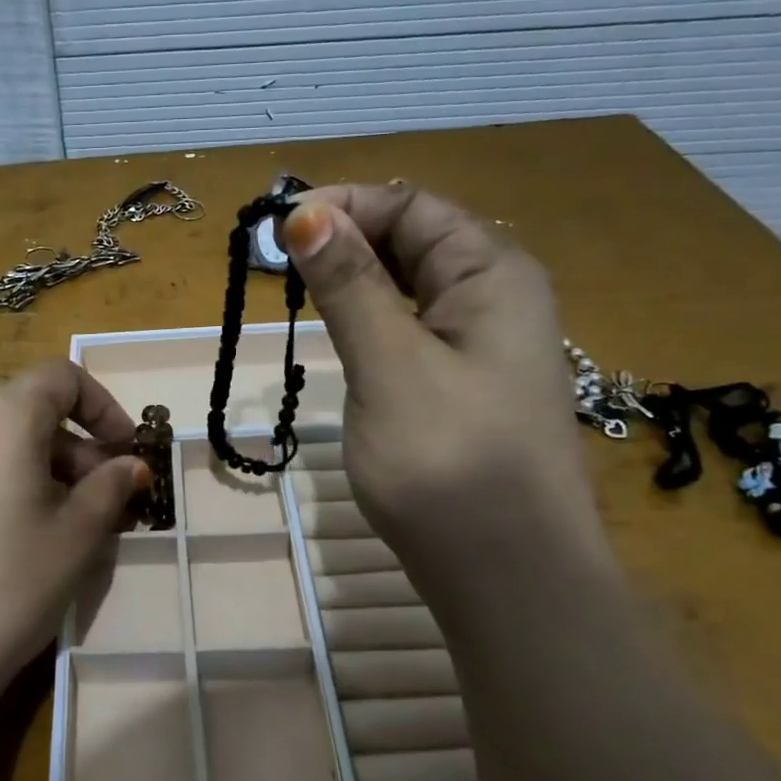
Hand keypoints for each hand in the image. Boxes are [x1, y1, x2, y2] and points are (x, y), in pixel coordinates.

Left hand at [0, 359, 148, 714]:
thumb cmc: (12, 584)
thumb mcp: (78, 536)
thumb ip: (110, 488)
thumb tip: (132, 465)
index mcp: (4, 414)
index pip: (61, 377)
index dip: (102, 406)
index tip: (124, 449)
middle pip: (18, 397)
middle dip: (62, 430)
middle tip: (88, 482)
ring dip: (14, 438)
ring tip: (34, 487)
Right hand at [281, 183, 592, 570]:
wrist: (505, 574)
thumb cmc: (449, 463)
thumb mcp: (390, 364)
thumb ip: (350, 285)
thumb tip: (305, 212)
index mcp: (493, 272)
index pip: (411, 206)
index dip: (343, 205)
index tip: (275, 230)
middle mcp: (495, 294)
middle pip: (412, 239)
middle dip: (345, 238)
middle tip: (278, 266)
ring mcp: (480, 343)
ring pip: (407, 284)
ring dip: (353, 278)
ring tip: (298, 292)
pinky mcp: (460, 383)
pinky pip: (410, 326)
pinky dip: (369, 318)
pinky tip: (340, 333)